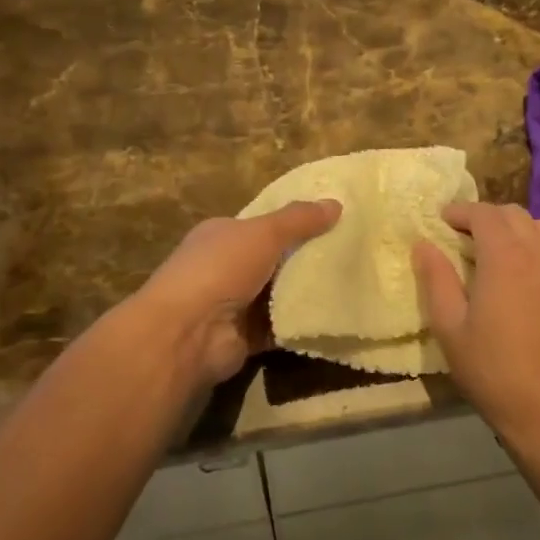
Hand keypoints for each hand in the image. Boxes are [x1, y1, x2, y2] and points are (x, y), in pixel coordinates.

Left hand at [131, 200, 342, 390]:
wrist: (188, 332)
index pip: (262, 224)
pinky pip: (281, 327)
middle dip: (305, 258)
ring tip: (351, 283)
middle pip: (274, 259)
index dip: (294, 222)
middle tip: (350, 254)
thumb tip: (335, 203)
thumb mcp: (263, 233)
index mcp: (222, 235)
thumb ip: (298, 219)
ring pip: (279, 295)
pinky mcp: (246, 337)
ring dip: (306, 293)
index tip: (332, 222)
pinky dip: (302, 324)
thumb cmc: (220, 269)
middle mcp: (225, 267)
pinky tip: (334, 316)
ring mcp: (234, 304)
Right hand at [412, 202, 539, 440]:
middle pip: (515, 214)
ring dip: (519, 230)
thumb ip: (436, 278)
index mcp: (504, 256)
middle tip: (466, 236)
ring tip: (502, 250)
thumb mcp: (449, 325)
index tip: (443, 221)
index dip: (461, 211)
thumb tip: (423, 244)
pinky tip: (538, 270)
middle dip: (487, 217)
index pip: (483, 214)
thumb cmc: (490, 368)